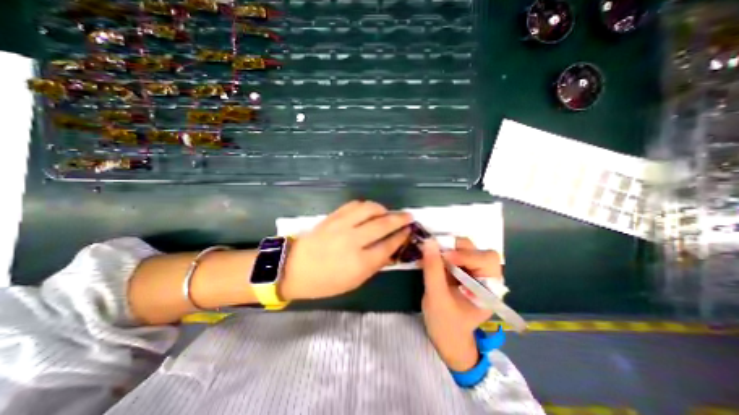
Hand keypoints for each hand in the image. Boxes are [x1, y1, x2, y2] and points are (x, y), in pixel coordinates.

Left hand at [280, 202, 413, 301]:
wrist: (294, 267)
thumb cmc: (325, 281)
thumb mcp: (354, 281)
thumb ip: (374, 265)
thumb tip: (391, 250)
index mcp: (359, 263)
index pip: (388, 246)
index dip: (401, 237)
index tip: (409, 231)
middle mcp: (353, 241)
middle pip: (383, 224)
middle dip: (399, 219)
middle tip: (408, 216)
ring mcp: (341, 225)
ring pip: (369, 209)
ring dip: (383, 209)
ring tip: (387, 213)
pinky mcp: (333, 217)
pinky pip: (354, 205)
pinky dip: (366, 206)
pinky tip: (369, 210)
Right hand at [422, 238, 501, 371]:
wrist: (446, 338)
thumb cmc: (445, 324)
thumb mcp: (436, 298)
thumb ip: (433, 270)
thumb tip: (428, 242)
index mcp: (489, 289)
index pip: (486, 260)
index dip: (467, 255)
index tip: (444, 257)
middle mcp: (485, 277)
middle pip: (476, 250)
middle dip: (456, 248)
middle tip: (437, 252)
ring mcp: (472, 272)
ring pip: (464, 248)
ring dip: (448, 248)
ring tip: (432, 255)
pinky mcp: (460, 270)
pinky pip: (453, 253)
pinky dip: (441, 252)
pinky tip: (430, 258)